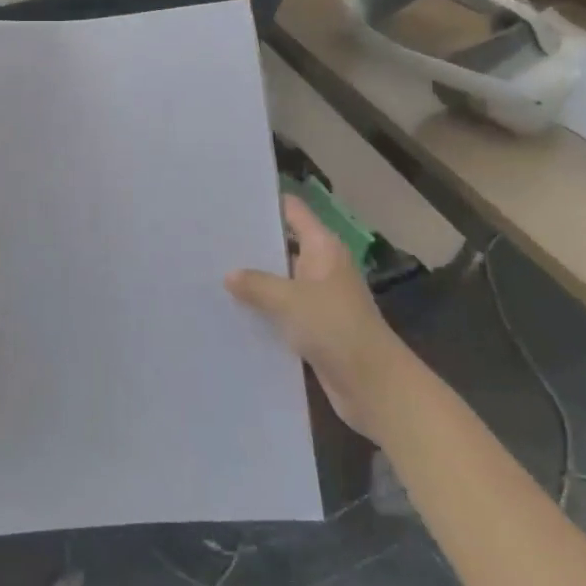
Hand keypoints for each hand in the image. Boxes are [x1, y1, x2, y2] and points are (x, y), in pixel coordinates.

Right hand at [226, 196, 402, 442]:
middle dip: (252, 242)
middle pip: (283, 244)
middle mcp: (322, 267)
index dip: (265, 202)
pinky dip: (263, 309)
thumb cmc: (336, 328)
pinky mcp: (315, 327)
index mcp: (323, 248)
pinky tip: (231, 309)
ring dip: (255, 279)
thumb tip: (230, 275)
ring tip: (213, 269)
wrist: (374, 386)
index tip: (231, 198)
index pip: (292, 211)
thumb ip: (257, 284)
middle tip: (210, 236)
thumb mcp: (290, 300)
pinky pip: (283, 310)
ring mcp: (319, 298)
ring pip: (280, 279)